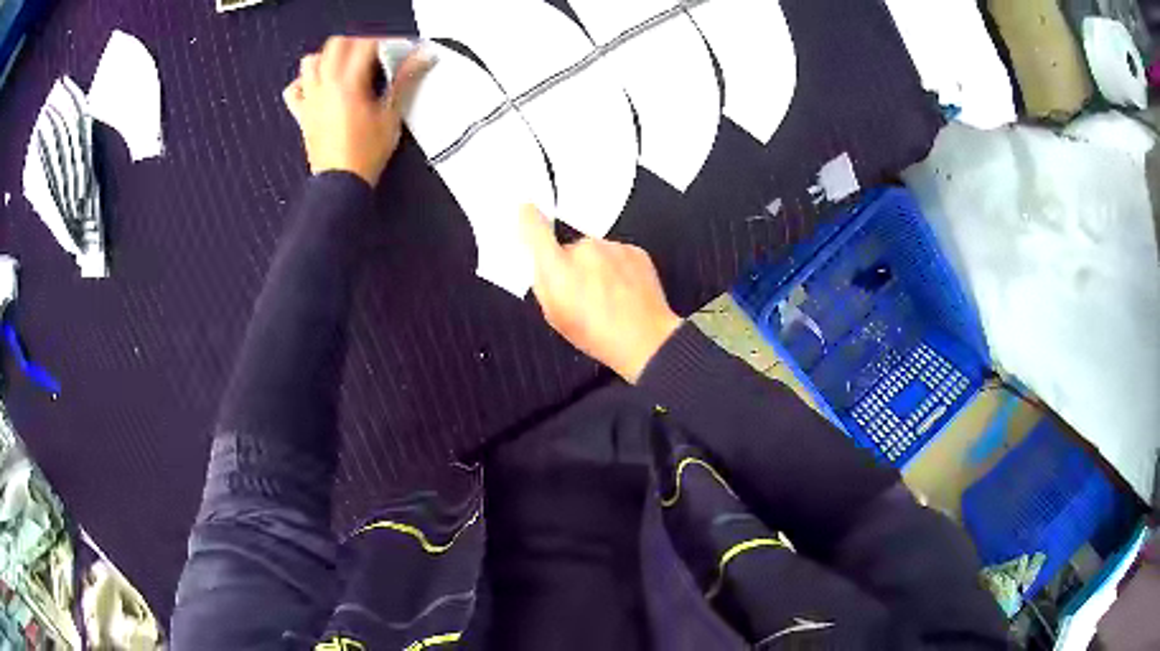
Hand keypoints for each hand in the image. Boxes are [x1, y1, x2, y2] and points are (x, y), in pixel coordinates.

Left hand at [283, 36, 433, 186]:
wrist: (341, 183)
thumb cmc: (364, 154)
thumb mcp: (391, 115)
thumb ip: (404, 80)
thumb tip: (420, 58)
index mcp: (348, 83)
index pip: (366, 45)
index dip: (385, 42)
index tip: (397, 49)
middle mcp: (325, 86)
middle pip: (336, 44)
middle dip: (356, 43)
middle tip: (373, 54)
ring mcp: (311, 99)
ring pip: (311, 61)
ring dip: (328, 57)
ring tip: (345, 66)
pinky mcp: (302, 114)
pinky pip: (293, 90)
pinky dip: (304, 82)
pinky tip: (318, 86)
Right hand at [521, 205, 682, 382]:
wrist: (645, 339)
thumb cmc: (598, 333)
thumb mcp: (555, 316)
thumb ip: (543, 284)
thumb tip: (541, 265)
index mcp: (557, 266)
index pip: (535, 228)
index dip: (529, 218)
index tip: (527, 211)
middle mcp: (584, 249)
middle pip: (571, 248)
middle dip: (572, 265)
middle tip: (583, 294)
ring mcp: (612, 247)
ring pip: (597, 253)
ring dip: (598, 268)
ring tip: (608, 299)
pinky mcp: (634, 250)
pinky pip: (618, 255)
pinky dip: (618, 270)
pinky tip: (623, 293)